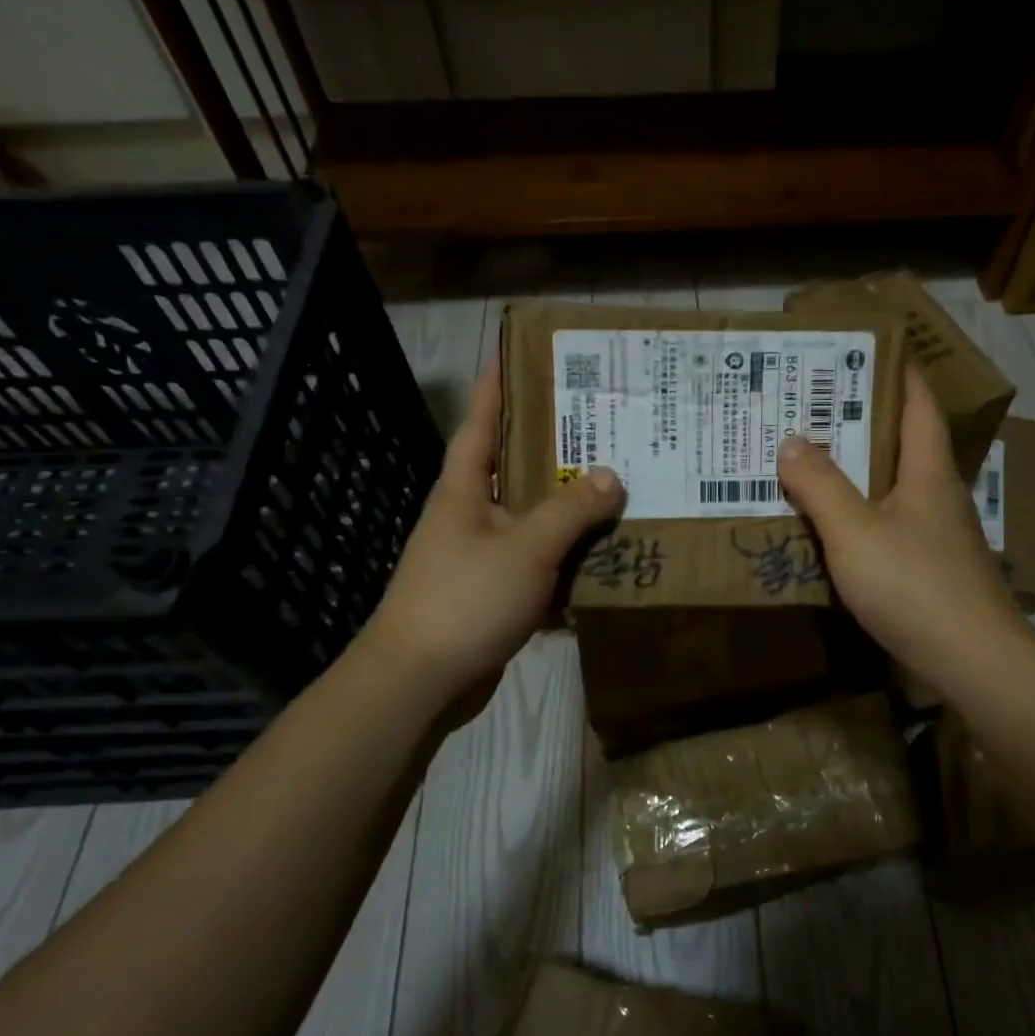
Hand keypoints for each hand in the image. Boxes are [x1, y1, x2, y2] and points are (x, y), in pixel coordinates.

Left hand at [356, 360, 624, 721]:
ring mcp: (478, 558)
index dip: (495, 388)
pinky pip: (536, 565)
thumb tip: (611, 475)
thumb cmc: (467, 598)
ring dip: (566, 510)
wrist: (421, 681)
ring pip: (530, 521)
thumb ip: (570, 510)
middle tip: (598, 425)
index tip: (514, 354)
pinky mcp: (491, 595)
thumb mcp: (526, 547)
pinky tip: (602, 559)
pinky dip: (565, 561)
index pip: (480, 425)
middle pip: (513, 471)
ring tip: (614, 488)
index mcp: (463, 491)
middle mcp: (468, 516)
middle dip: (551, 449)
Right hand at [776, 363, 1033, 694]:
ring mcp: (939, 536)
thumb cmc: (915, 586)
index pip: (918, 405)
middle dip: (863, 420)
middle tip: (813, 407)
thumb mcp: (855, 532)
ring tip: (811, 461)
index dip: (898, 372)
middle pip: (904, 443)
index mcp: (929, 472)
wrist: (973, 662)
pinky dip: (861, 515)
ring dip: (859, 471)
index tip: (867, 348)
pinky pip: (890, 525)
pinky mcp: (931, 570)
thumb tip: (791, 441)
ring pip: (895, 487)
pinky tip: (832, 527)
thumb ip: (820, 485)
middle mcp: (938, 495)